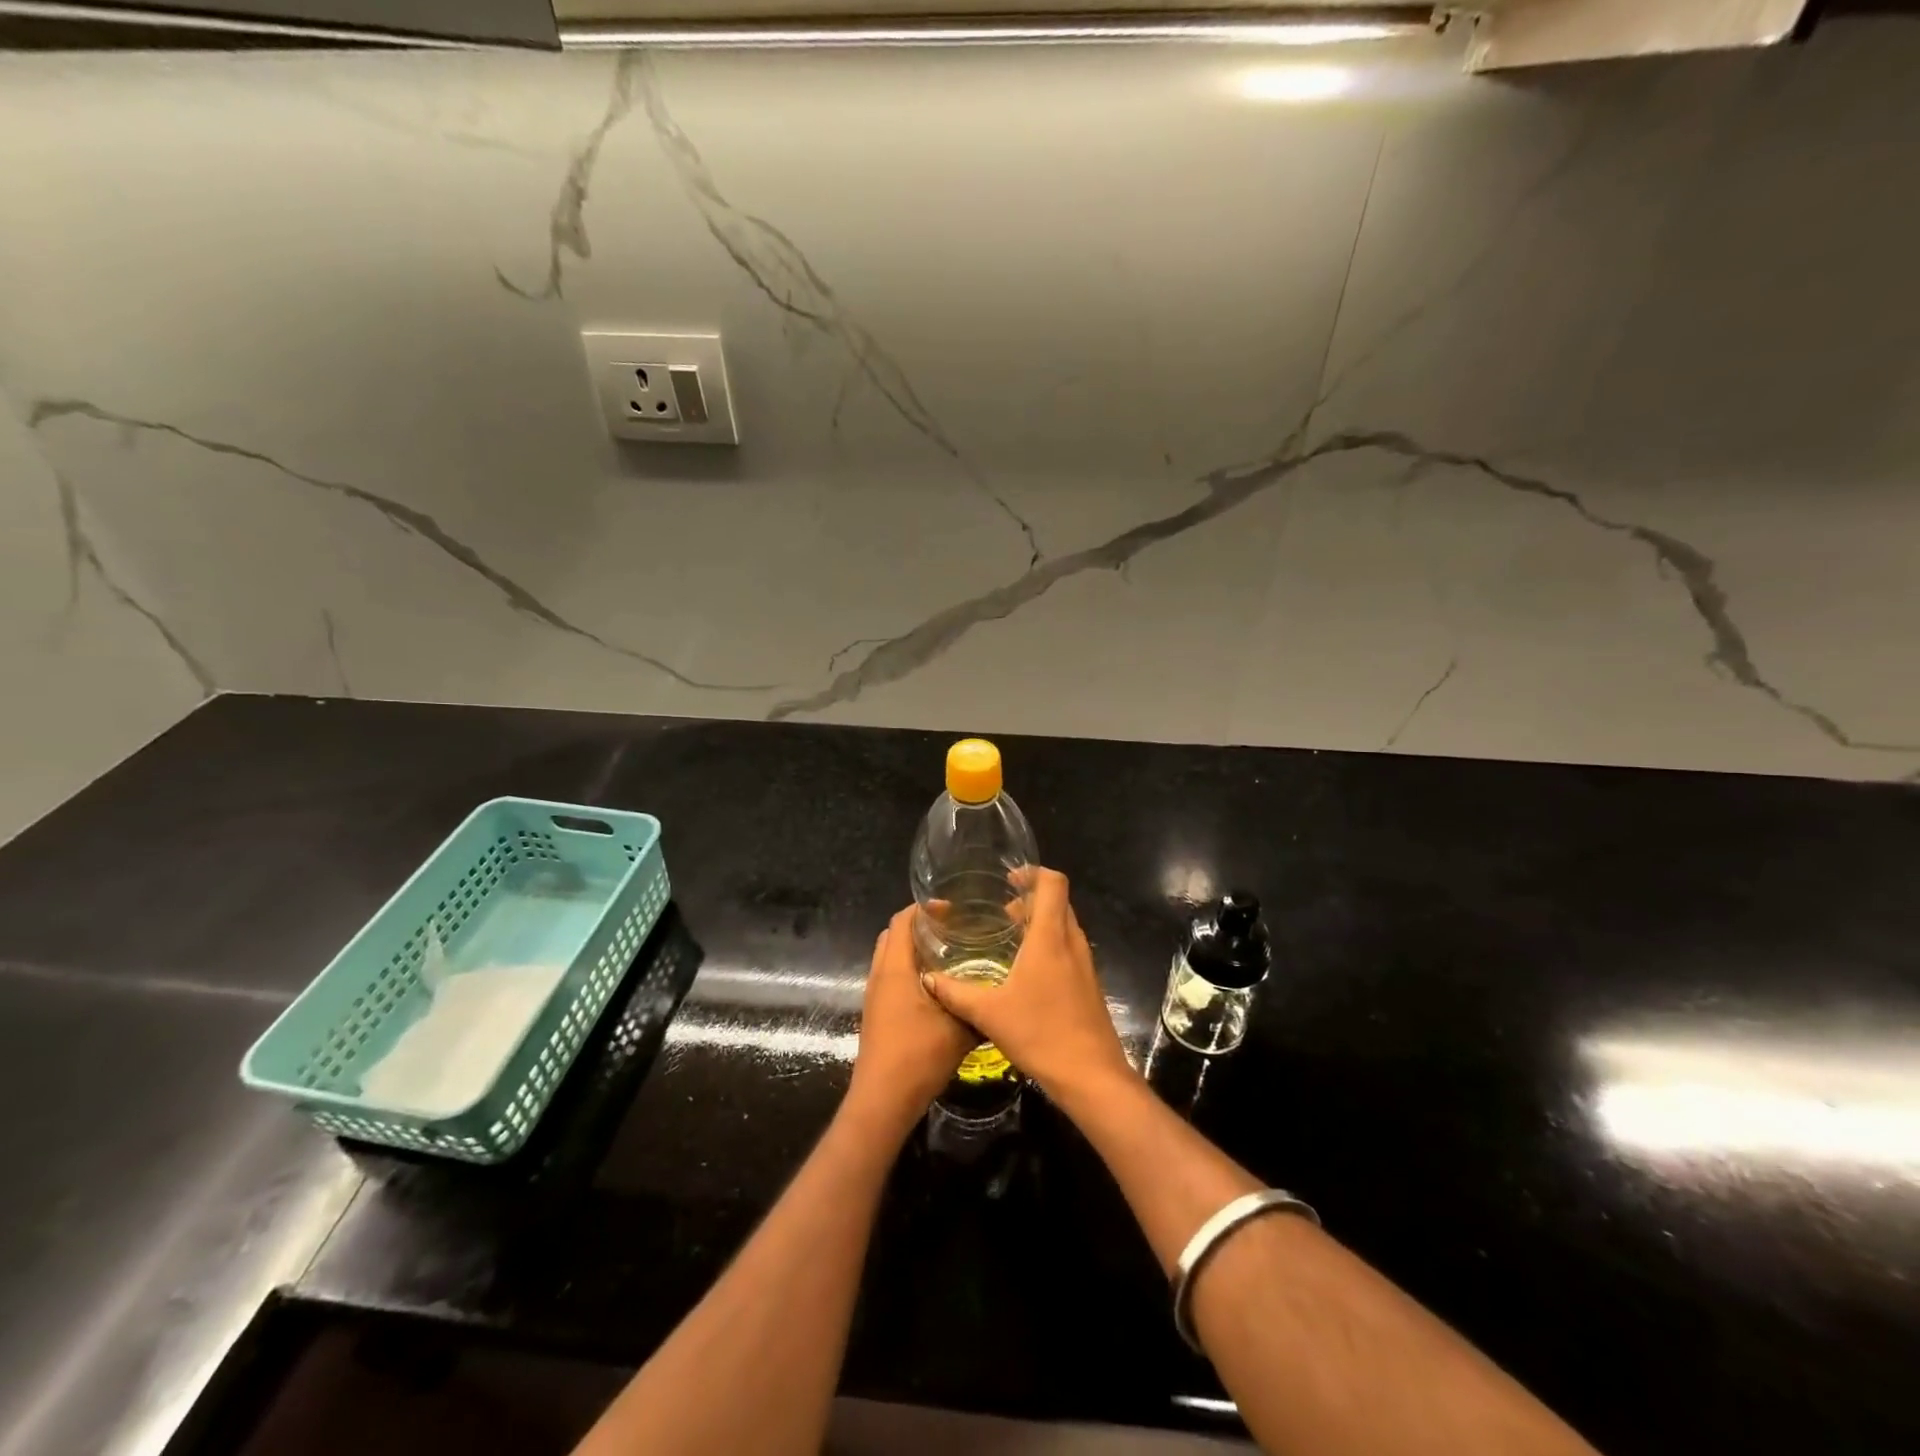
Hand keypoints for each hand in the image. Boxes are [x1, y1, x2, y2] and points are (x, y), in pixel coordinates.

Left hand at [846, 907, 978, 1135]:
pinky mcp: (877, 1012)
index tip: (953, 908)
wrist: (883, 1100)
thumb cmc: (918, 1057)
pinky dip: (910, 969)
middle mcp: (880, 975)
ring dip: (914, 948)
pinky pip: (891, 976)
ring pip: (890, 956)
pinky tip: (937, 985)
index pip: (903, 920)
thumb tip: (1000, 991)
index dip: (924, 908)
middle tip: (953, 927)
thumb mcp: (959, 1029)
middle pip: (894, 934)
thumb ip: (978, 1006)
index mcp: (896, 968)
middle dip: (920, 925)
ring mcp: (875, 995)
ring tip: (948, 952)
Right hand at [922, 867, 1134, 1107]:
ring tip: (1010, 937)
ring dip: (1041, 922)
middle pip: (1058, 901)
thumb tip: (928, 978)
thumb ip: (956, 993)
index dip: (1034, 872)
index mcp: (1050, 937)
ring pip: (1065, 925)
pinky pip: (1069, 947)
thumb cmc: (1041, 1034)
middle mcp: (1072, 942)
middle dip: (1032, 898)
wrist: (1091, 1076)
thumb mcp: (989, 1013)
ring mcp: (1085, 963)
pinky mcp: (1089, 983)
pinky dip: (1050, 944)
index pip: (1053, 883)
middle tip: (1001, 910)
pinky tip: (1026, 970)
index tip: (1009, 879)